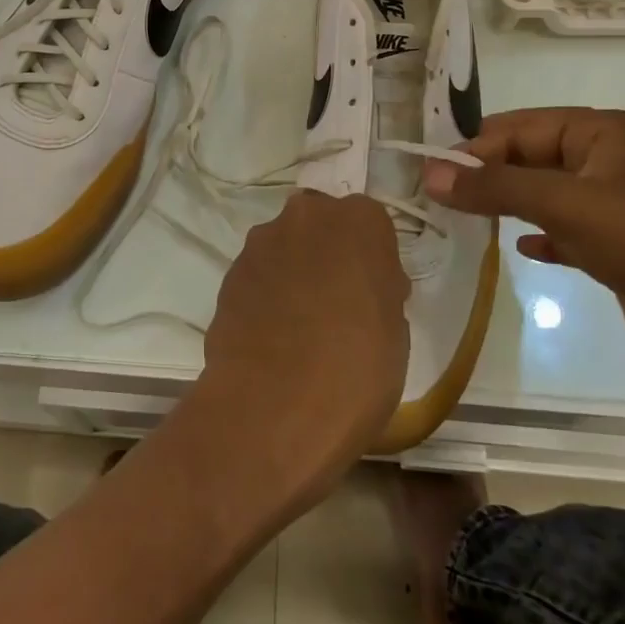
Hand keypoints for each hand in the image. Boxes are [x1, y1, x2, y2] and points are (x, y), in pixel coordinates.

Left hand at [195, 190, 409, 504]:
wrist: (275, 407)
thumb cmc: (358, 367)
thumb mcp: (395, 329)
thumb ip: (379, 289)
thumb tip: (364, 289)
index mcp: (359, 220)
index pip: (369, 224)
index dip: (370, 258)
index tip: (372, 292)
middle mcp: (305, 216)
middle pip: (320, 227)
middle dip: (327, 255)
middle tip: (336, 305)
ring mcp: (260, 244)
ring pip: (284, 250)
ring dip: (292, 273)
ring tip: (299, 328)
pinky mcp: (228, 275)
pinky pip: (257, 278)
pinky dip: (265, 296)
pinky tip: (271, 339)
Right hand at [423, 108, 624, 361]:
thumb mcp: (563, 205)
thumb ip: (493, 187)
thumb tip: (429, 174)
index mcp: (603, 131)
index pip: (521, 127)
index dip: (475, 147)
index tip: (433, 174)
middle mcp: (608, 158)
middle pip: (531, 156)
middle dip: (489, 174)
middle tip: (442, 196)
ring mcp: (615, 201)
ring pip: (545, 192)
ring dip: (508, 203)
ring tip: (466, 217)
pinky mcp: (618, 242)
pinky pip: (565, 228)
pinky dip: (540, 234)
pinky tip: (521, 249)